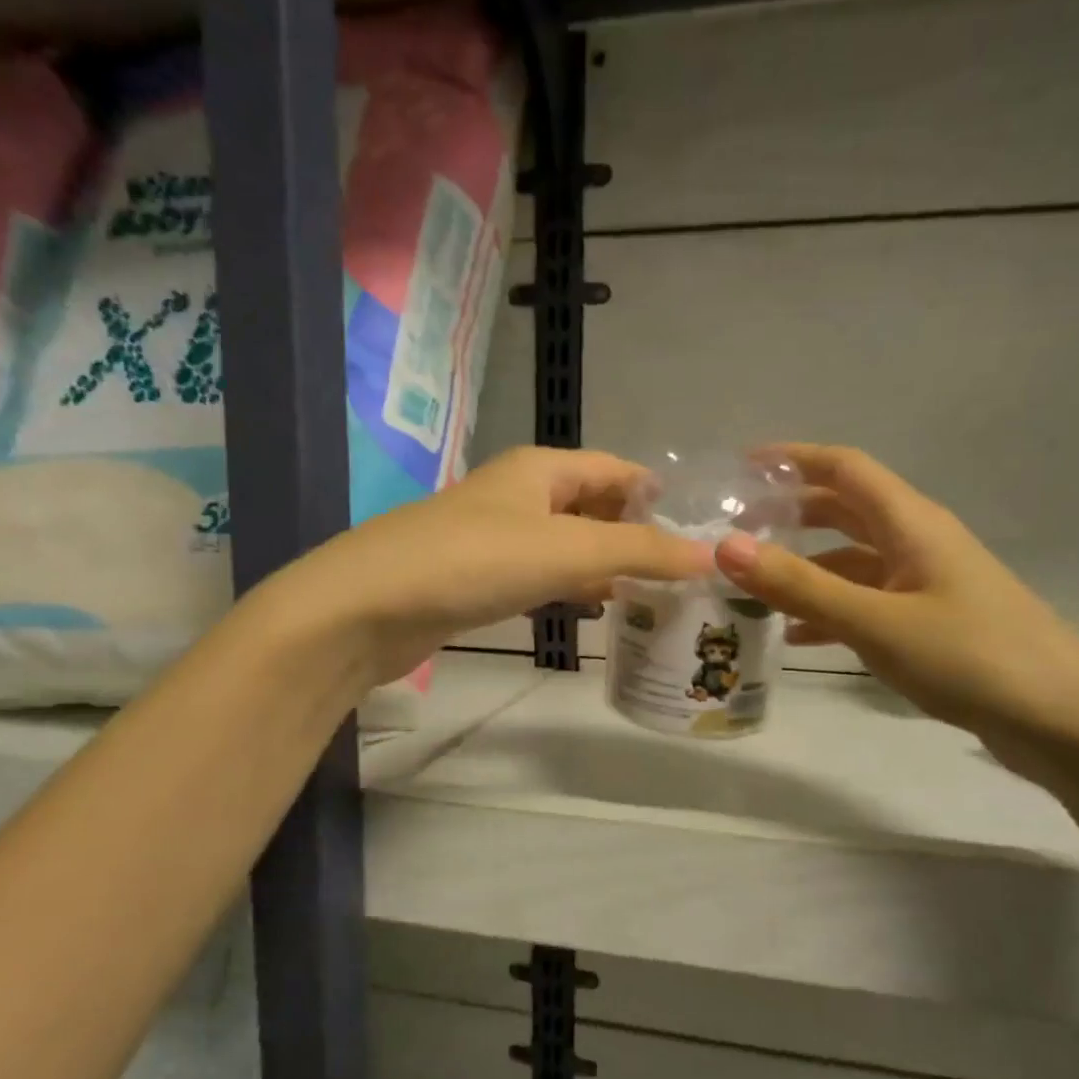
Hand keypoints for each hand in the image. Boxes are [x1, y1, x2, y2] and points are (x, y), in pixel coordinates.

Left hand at [271, 446, 711, 685]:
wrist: (367, 608)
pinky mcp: (476, 579)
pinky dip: (570, 588)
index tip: (699, 527)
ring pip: (566, 544)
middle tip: (684, 570)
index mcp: (540, 469)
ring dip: (605, 563)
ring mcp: (494, 538)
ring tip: (653, 593)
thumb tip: (711, 555)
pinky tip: (592, 609)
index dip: (655, 493)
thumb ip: (640, 552)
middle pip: (592, 505)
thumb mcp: (567, 550)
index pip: (614, 468)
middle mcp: (518, 495)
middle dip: (635, 532)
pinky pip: (539, 575)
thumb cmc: (473, 562)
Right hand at [713, 444, 1078, 775]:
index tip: (740, 468)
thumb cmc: (973, 658)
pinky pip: (866, 604)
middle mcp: (918, 544)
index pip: (845, 468)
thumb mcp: (876, 621)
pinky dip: (828, 611)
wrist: (1068, 723)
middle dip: (791, 514)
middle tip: (736, 530)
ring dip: (805, 567)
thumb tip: (724, 546)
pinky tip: (796, 638)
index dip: (794, 459)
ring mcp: (926, 586)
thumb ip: (800, 586)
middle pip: (846, 511)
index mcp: (912, 524)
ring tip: (751, 587)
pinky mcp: (931, 625)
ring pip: (852, 562)